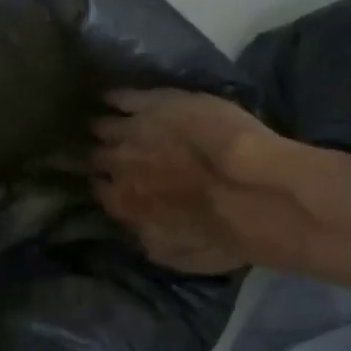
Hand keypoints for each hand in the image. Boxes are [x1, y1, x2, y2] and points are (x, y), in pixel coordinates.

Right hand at [90, 89, 278, 273]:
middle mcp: (118, 165)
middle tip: (107, 152)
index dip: (105, 184)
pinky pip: (124, 97)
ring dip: (105, 127)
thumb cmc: (218, 235)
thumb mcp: (173, 253)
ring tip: (105, 125)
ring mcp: (134, 130)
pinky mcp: (157, 103)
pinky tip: (112, 97)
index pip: (99, 189)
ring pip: (106, 126)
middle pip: (98, 156)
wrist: (252, 192)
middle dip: (100, 155)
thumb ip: (145, 236)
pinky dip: (117, 97)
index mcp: (122, 202)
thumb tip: (134, 226)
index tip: (108, 182)